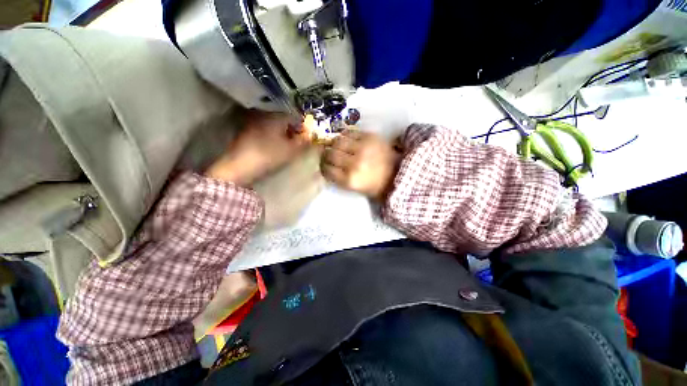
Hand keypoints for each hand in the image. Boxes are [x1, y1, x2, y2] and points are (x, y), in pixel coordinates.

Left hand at [205, 110, 309, 185]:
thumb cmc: (270, 156)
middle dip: (292, 129)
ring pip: (273, 125)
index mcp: (276, 117)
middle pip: (283, 119)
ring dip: (282, 133)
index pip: (294, 116)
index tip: (306, 137)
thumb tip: (311, 136)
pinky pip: (264, 130)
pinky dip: (271, 136)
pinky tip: (273, 146)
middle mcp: (263, 115)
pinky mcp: (245, 132)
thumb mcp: (292, 150)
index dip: (303, 126)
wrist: (240, 167)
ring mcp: (253, 123)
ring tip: (286, 145)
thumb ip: (304, 142)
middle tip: (297, 142)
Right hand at [321, 130, 401, 200]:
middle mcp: (354, 164)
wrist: (398, 173)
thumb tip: (326, 165)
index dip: (323, 166)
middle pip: (330, 154)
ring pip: (337, 141)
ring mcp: (362, 148)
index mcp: (350, 180)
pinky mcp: (370, 137)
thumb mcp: (354, 189)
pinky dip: (344, 136)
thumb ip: (339, 178)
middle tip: (328, 154)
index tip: (324, 165)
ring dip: (334, 143)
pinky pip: (349, 132)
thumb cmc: (374, 185)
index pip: (327, 170)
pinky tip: (346, 140)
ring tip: (336, 146)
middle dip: (326, 154)